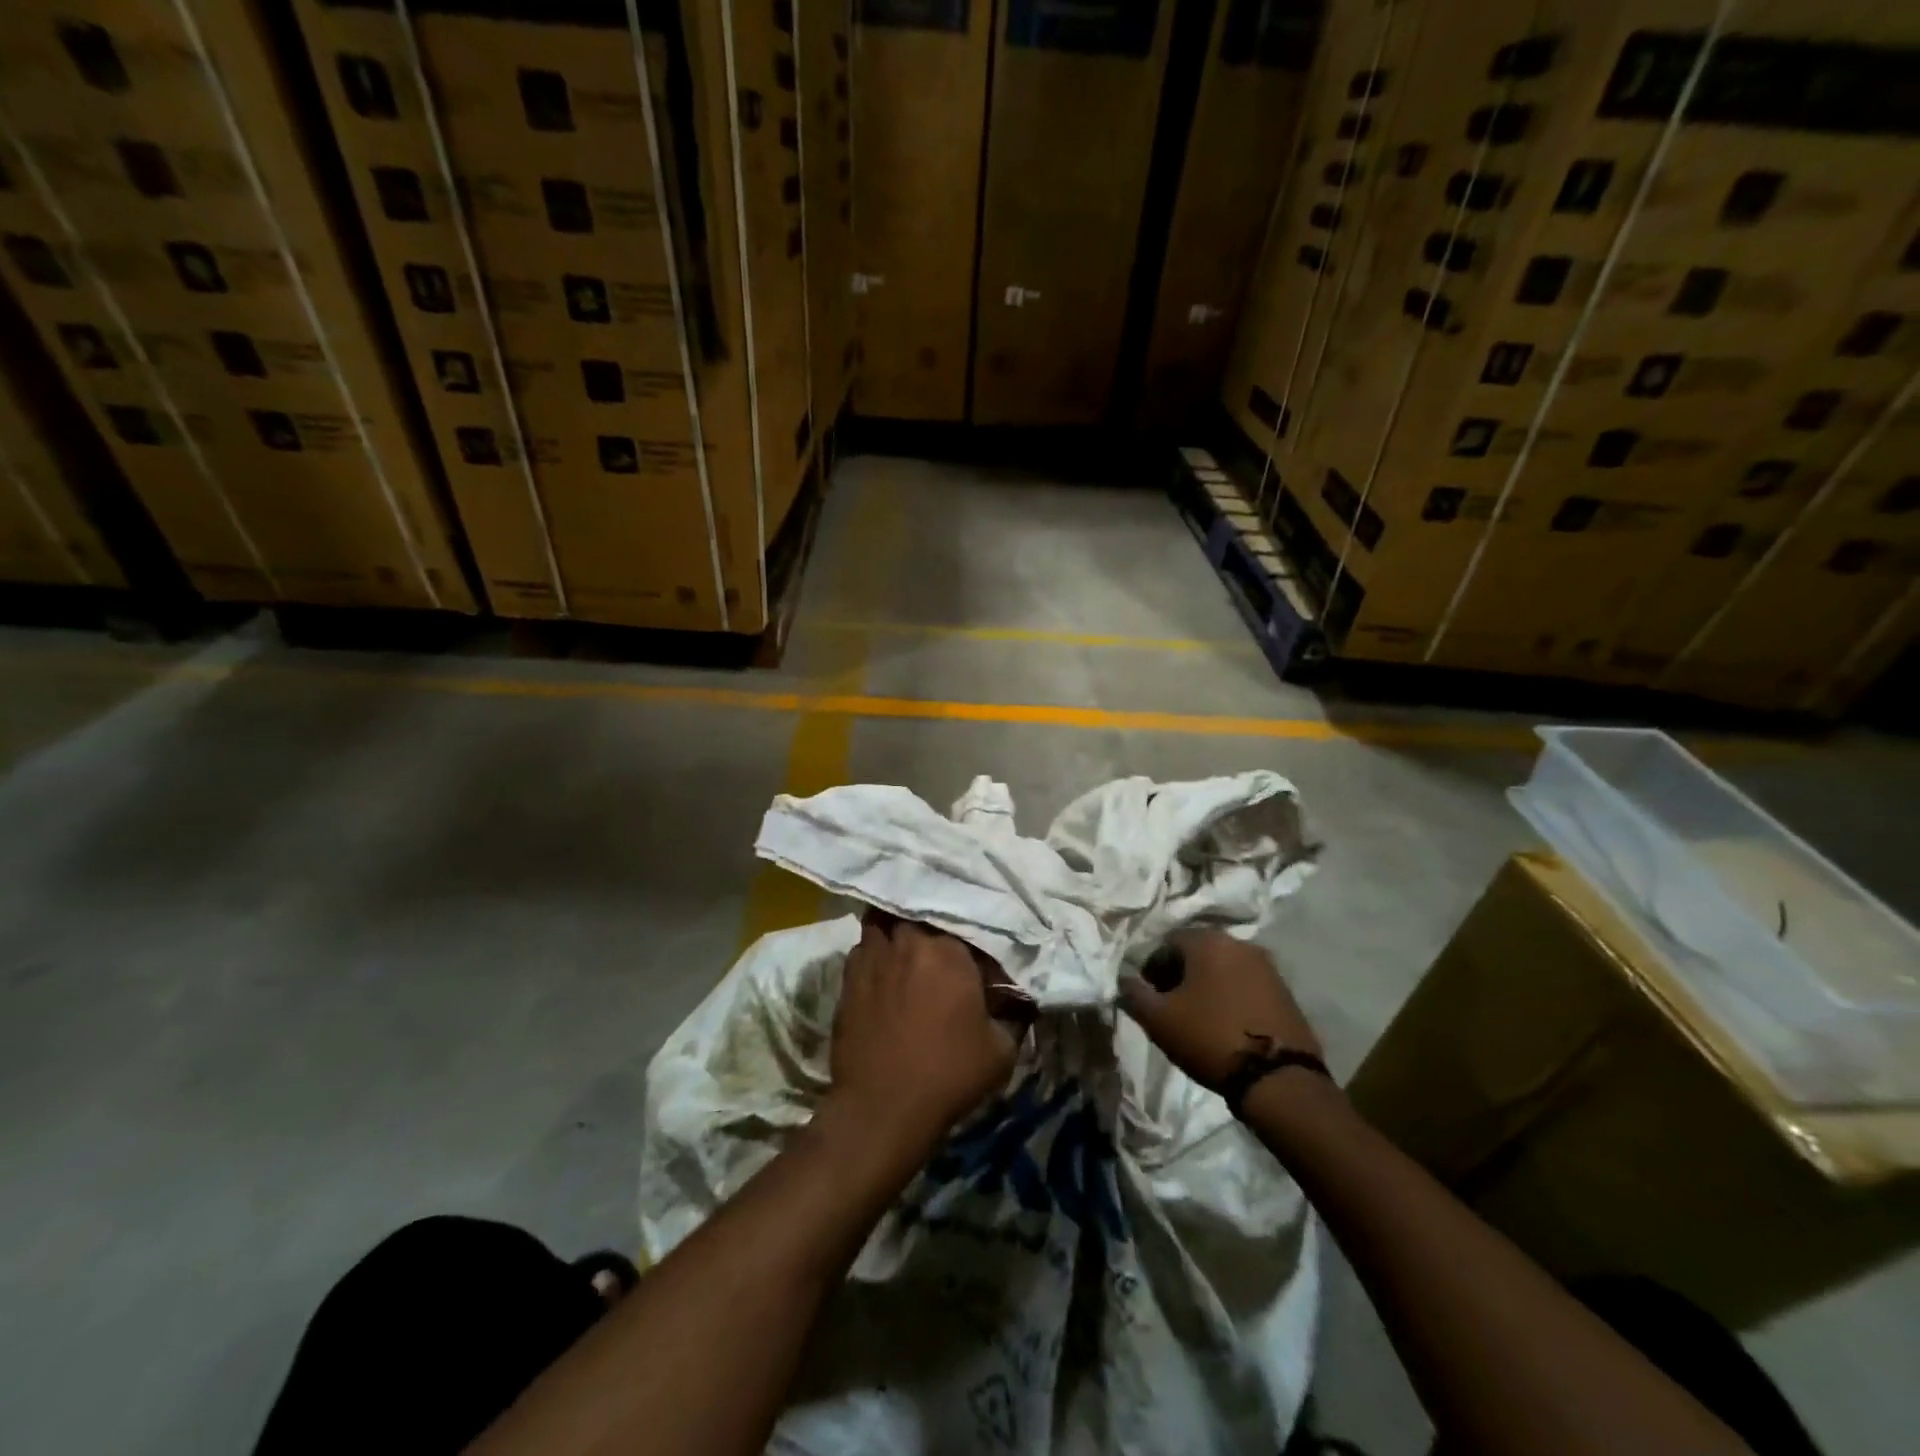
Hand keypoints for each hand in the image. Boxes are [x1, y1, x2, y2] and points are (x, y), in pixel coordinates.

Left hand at [828, 914, 1023, 1157]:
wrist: (882, 1108)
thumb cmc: (948, 1074)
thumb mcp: (1001, 1049)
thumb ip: (1014, 1014)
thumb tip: (1020, 998)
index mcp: (950, 951)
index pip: (969, 928)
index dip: (976, 945)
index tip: (982, 964)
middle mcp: (910, 941)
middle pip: (921, 914)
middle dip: (933, 926)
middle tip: (943, 949)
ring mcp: (874, 956)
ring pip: (885, 921)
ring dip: (898, 929)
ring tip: (908, 946)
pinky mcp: (849, 977)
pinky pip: (863, 948)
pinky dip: (875, 952)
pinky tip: (883, 970)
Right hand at [1119, 930, 1321, 1093]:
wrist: (1278, 1079)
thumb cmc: (1209, 1037)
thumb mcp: (1158, 1019)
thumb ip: (1133, 993)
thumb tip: (1124, 980)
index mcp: (1207, 940)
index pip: (1167, 943)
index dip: (1152, 969)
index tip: (1150, 998)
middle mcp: (1239, 943)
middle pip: (1197, 952)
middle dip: (1180, 975)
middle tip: (1171, 1008)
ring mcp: (1267, 967)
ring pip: (1223, 968)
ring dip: (1207, 986)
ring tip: (1199, 1019)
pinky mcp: (1285, 992)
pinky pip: (1246, 985)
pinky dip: (1231, 997)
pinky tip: (1226, 1025)